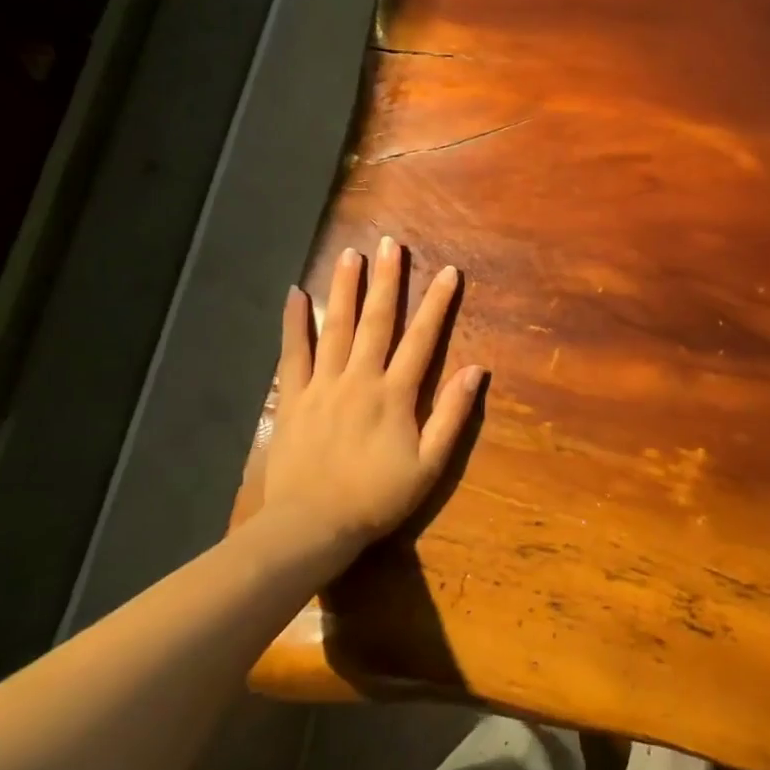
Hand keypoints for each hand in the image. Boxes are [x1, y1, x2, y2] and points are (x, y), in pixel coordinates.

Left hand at [257, 235, 485, 565]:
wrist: (311, 526)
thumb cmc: (377, 497)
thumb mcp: (430, 464)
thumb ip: (452, 415)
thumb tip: (477, 370)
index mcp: (395, 394)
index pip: (422, 339)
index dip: (437, 304)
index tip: (448, 272)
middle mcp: (359, 379)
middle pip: (376, 321)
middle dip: (387, 281)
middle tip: (390, 243)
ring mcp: (322, 385)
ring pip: (335, 327)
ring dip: (344, 289)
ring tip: (351, 255)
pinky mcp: (292, 398)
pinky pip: (293, 354)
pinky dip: (294, 323)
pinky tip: (294, 294)